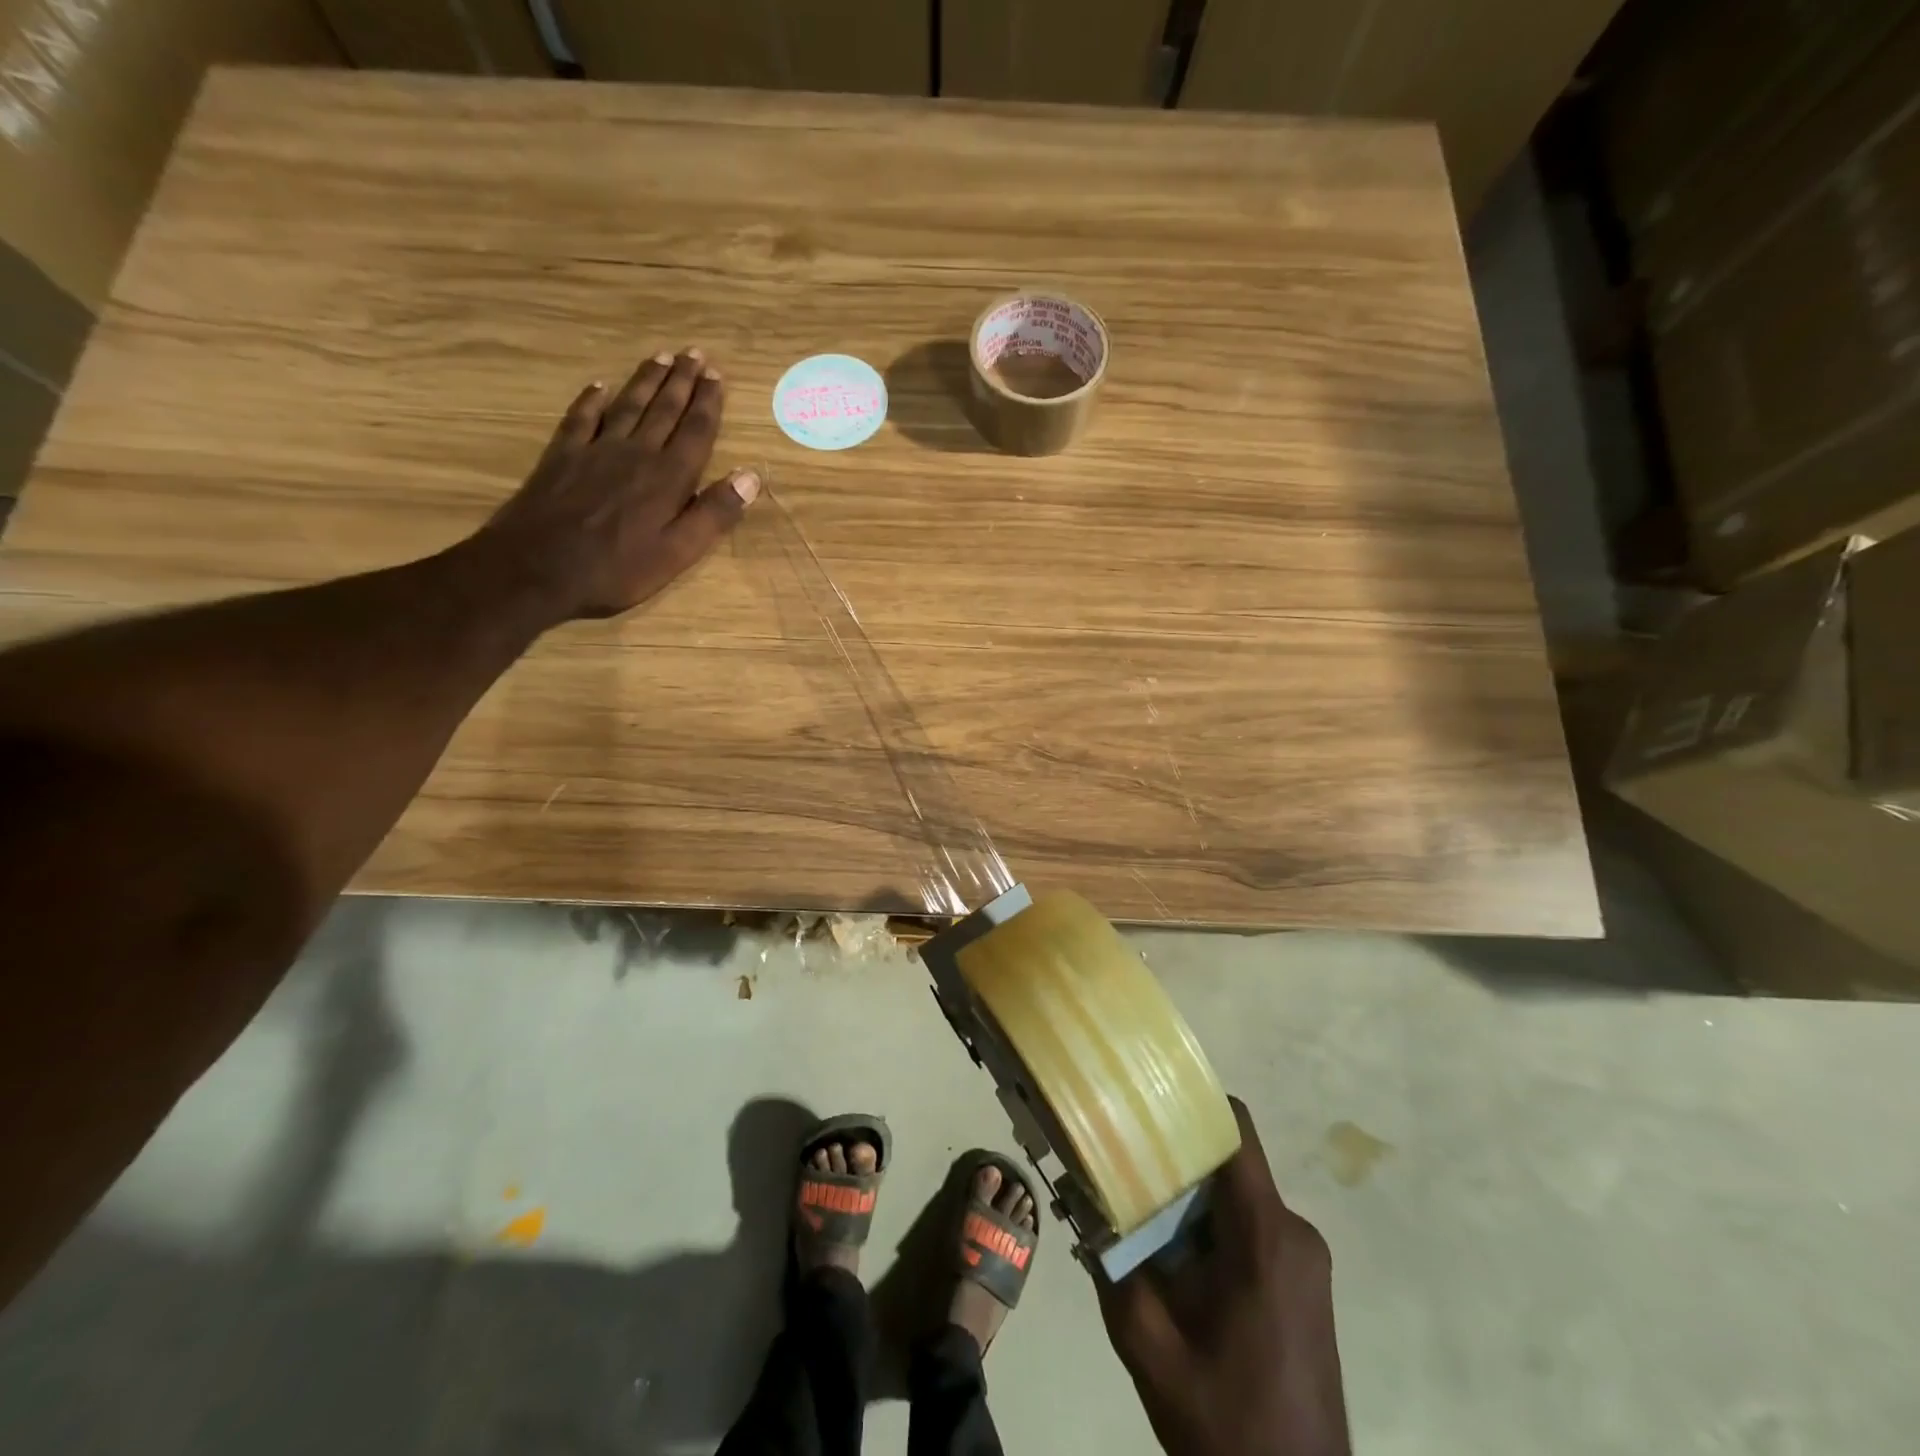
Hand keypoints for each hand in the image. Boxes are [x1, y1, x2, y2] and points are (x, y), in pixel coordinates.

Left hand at [476, 348, 759, 623]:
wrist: (535, 568)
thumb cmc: (616, 569)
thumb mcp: (677, 553)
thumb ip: (714, 513)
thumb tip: (750, 476)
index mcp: (668, 478)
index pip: (696, 432)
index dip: (708, 403)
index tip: (717, 376)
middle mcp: (636, 453)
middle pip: (663, 410)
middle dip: (682, 381)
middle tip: (695, 354)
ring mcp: (595, 450)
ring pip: (628, 405)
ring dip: (646, 381)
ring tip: (661, 357)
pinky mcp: (561, 456)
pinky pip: (581, 417)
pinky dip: (592, 399)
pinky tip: (600, 386)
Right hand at [1099, 1098, 1350, 1455]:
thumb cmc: (1225, 1423)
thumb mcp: (1149, 1346)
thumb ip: (1112, 1266)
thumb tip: (1078, 1201)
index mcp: (1265, 1235)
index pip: (1234, 1131)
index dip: (1190, 1101)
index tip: (1142, 1099)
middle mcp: (1295, 1232)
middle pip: (1228, 1161)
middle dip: (1174, 1157)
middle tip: (1120, 1160)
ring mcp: (1305, 1258)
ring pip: (1236, 1195)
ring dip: (1189, 1197)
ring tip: (1137, 1211)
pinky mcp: (1302, 1281)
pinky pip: (1251, 1226)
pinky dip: (1210, 1226)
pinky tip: (1173, 1257)